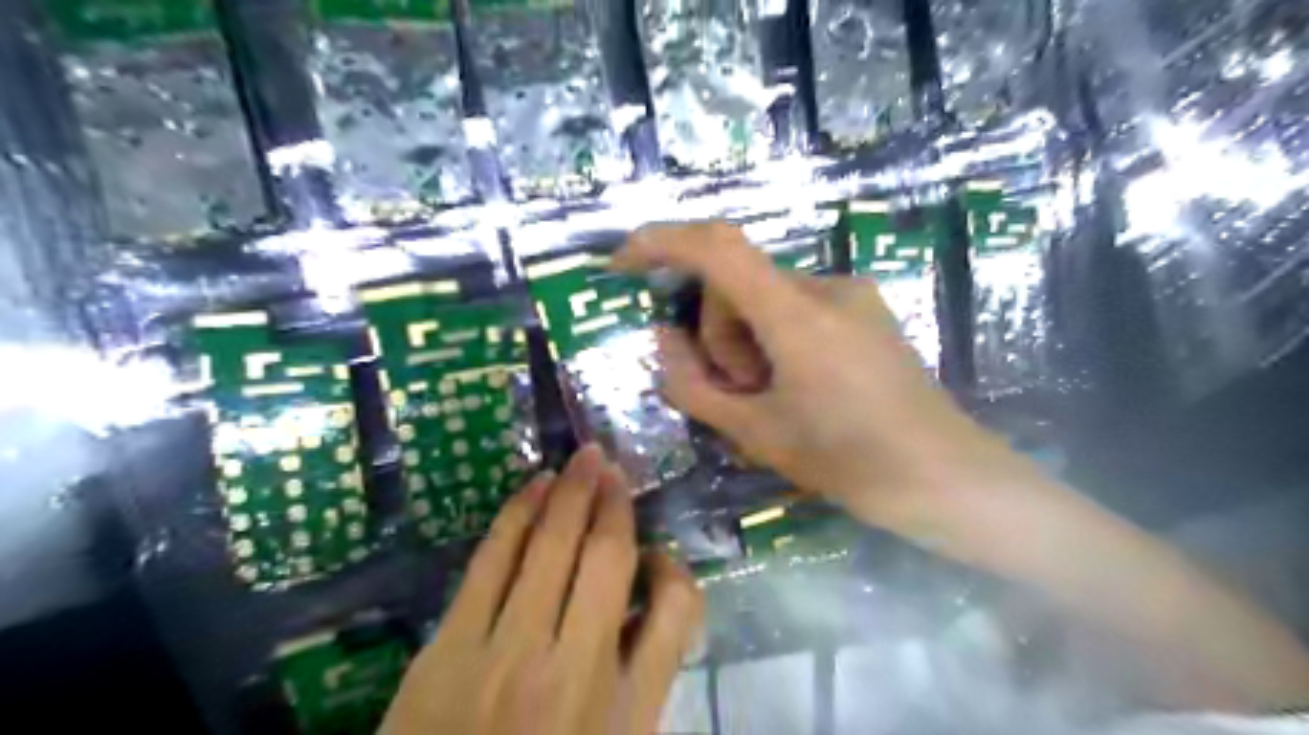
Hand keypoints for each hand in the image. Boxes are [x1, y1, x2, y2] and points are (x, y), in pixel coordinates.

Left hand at [381, 442, 706, 734]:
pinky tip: (532, 487)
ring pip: (549, 546)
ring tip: (583, 460)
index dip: (675, 568)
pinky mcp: (447, 649)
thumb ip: (641, 674)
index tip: (658, 556)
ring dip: (569, 492)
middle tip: (613, 466)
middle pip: (606, 559)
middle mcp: (574, 671)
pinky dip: (516, 513)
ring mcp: (506, 655)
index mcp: (626, 710)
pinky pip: (491, 560)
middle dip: (613, 501)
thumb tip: (644, 598)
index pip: (676, 608)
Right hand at [612, 221, 1005, 531]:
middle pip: (737, 284)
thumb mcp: (756, 433)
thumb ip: (694, 384)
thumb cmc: (850, 462)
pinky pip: (796, 308)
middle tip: (738, 392)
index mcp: (797, 314)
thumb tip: (662, 338)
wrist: (948, 478)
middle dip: (719, 335)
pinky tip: (801, 385)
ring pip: (765, 298)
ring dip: (748, 341)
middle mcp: (826, 286)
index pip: (717, 246)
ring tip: (773, 397)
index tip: (622, 263)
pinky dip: (776, 340)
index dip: (661, 242)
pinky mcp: (866, 309)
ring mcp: (852, 294)